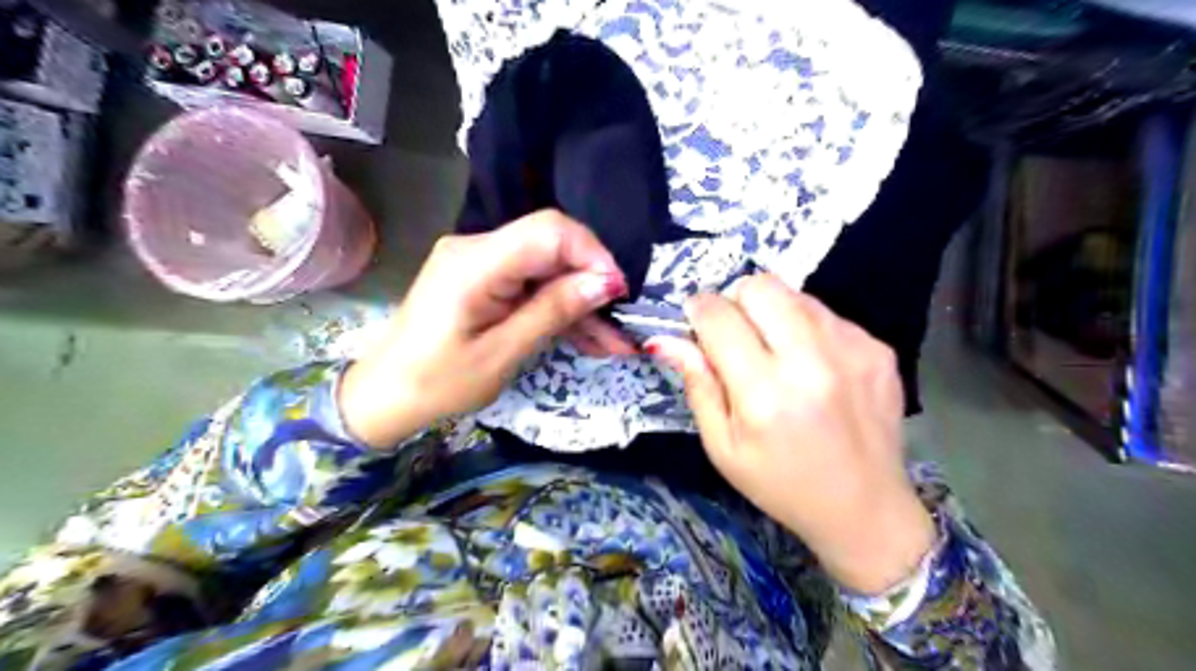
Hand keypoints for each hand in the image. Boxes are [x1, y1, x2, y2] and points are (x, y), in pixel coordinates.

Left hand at [339, 210, 632, 450]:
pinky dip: (557, 309)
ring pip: (547, 270)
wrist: (385, 396)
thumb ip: (552, 311)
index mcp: (475, 262)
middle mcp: (477, 248)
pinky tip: (587, 337)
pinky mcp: (484, 280)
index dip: (592, 254)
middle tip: (622, 327)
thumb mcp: (502, 353)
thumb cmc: (437, 383)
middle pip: (551, 247)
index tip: (619, 293)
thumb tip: (604, 282)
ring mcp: (480, 263)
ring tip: (614, 343)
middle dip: (592, 284)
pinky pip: (531, 285)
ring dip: (580, 304)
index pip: (549, 230)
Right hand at [644, 272, 932, 590]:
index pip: (719, 317)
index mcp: (765, 393)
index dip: (698, 309)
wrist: (865, 508)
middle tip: (735, 333)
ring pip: (795, 294)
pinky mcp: (878, 348)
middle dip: (737, 300)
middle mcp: (812, 361)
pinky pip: (827, 314)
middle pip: (761, 286)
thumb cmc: (780, 483)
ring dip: (773, 313)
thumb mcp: (722, 447)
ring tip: (776, 352)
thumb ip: (697, 385)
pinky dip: (807, 329)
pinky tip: (812, 366)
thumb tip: (668, 338)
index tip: (695, 319)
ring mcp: (853, 349)